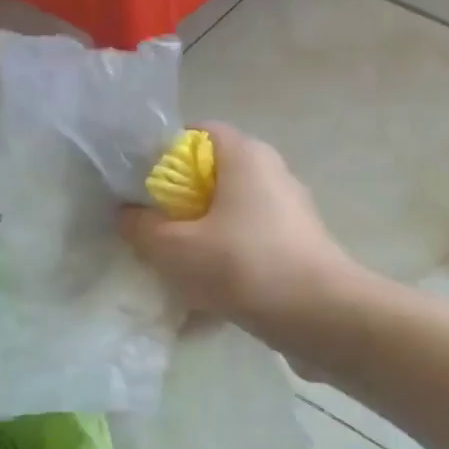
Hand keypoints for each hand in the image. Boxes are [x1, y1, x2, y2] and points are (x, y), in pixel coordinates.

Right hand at [120, 124, 357, 337]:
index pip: (198, 134)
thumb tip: (129, 216)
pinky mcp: (298, 249)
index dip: (163, 156)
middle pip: (213, 180)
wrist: (319, 314)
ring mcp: (290, 214)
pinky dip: (227, 270)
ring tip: (175, 276)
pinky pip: (250, 251)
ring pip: (231, 220)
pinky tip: (206, 307)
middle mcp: (273, 175)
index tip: (141, 190)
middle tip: (153, 236)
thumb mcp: (174, 248)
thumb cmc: (243, 265)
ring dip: (202, 245)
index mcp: (246, 156)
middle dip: (180, 208)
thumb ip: (141, 228)